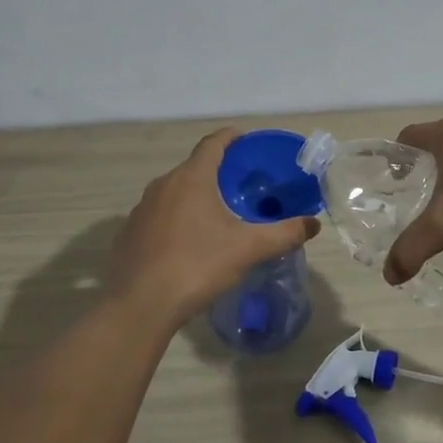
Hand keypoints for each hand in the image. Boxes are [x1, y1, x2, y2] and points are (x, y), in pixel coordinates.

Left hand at [109, 128, 320, 322]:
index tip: (247, 141)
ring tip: (217, 215)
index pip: (213, 143)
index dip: (232, 137)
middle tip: (242, 186)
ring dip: (195, 197)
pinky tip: (188, 243)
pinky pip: (159, 216)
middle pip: (194, 167)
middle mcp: (162, 185)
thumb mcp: (248, 249)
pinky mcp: (129, 234)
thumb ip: (284, 233)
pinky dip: (176, 219)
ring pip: (174, 192)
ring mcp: (141, 209)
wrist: (140, 305)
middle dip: (218, 172)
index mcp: (191, 178)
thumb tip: (313, 224)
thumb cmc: (197, 266)